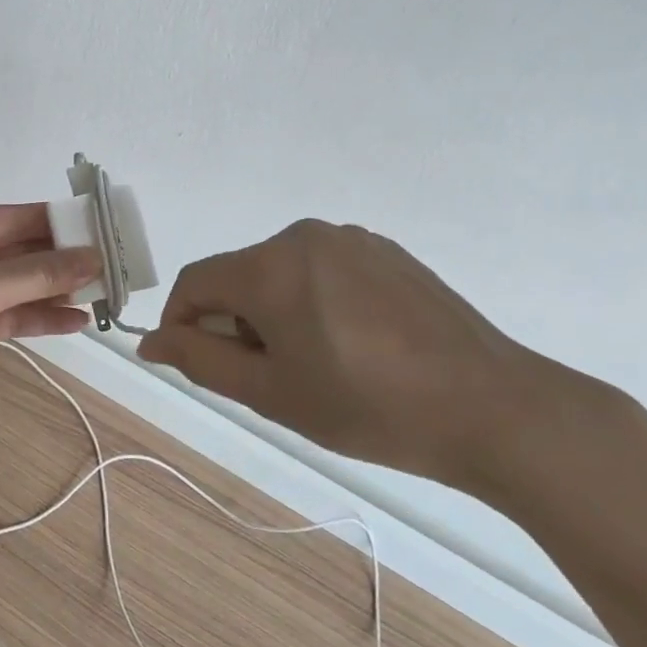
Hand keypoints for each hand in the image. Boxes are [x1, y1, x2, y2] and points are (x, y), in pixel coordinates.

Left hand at [0, 204, 101, 429]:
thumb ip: (38, 274)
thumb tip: (93, 258)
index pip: (19, 217)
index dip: (63, 223)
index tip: (105, 230)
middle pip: (23, 251)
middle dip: (65, 261)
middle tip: (114, 267)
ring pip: (19, 285)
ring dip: (57, 291)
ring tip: (105, 295)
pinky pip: (9, 314)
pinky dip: (38, 317)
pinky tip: (76, 322)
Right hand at [137, 220, 577, 490]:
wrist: (496, 410)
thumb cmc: (370, 407)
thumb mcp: (272, 393)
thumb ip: (200, 360)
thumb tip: (150, 341)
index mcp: (270, 266)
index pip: (196, 282)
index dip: (182, 324)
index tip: (196, 366)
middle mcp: (304, 236)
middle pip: (238, 276)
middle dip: (234, 322)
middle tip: (267, 379)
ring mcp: (350, 239)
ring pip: (279, 273)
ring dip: (273, 312)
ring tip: (314, 365)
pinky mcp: (386, 251)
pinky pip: (322, 270)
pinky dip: (313, 301)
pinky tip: (352, 345)